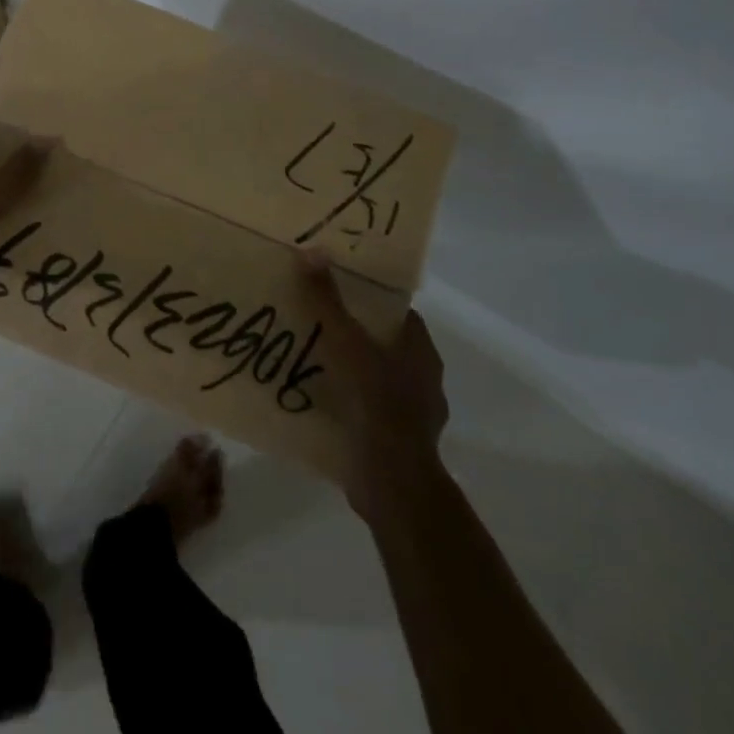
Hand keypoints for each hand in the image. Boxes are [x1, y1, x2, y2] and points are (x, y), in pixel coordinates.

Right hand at [302, 254, 448, 520]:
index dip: (371, 298)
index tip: (338, 288)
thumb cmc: (377, 402)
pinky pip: (367, 411)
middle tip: (315, 319)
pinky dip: (347, 403)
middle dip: (355, 332)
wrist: (392, 482)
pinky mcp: (395, 442)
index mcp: (421, 351)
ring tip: (310, 358)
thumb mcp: (347, 343)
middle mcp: (423, 379)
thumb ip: (328, 301)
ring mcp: (412, 414)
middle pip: (386, 344)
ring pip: (377, 378)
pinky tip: (317, 398)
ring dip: (350, 370)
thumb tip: (312, 251)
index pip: (399, 313)